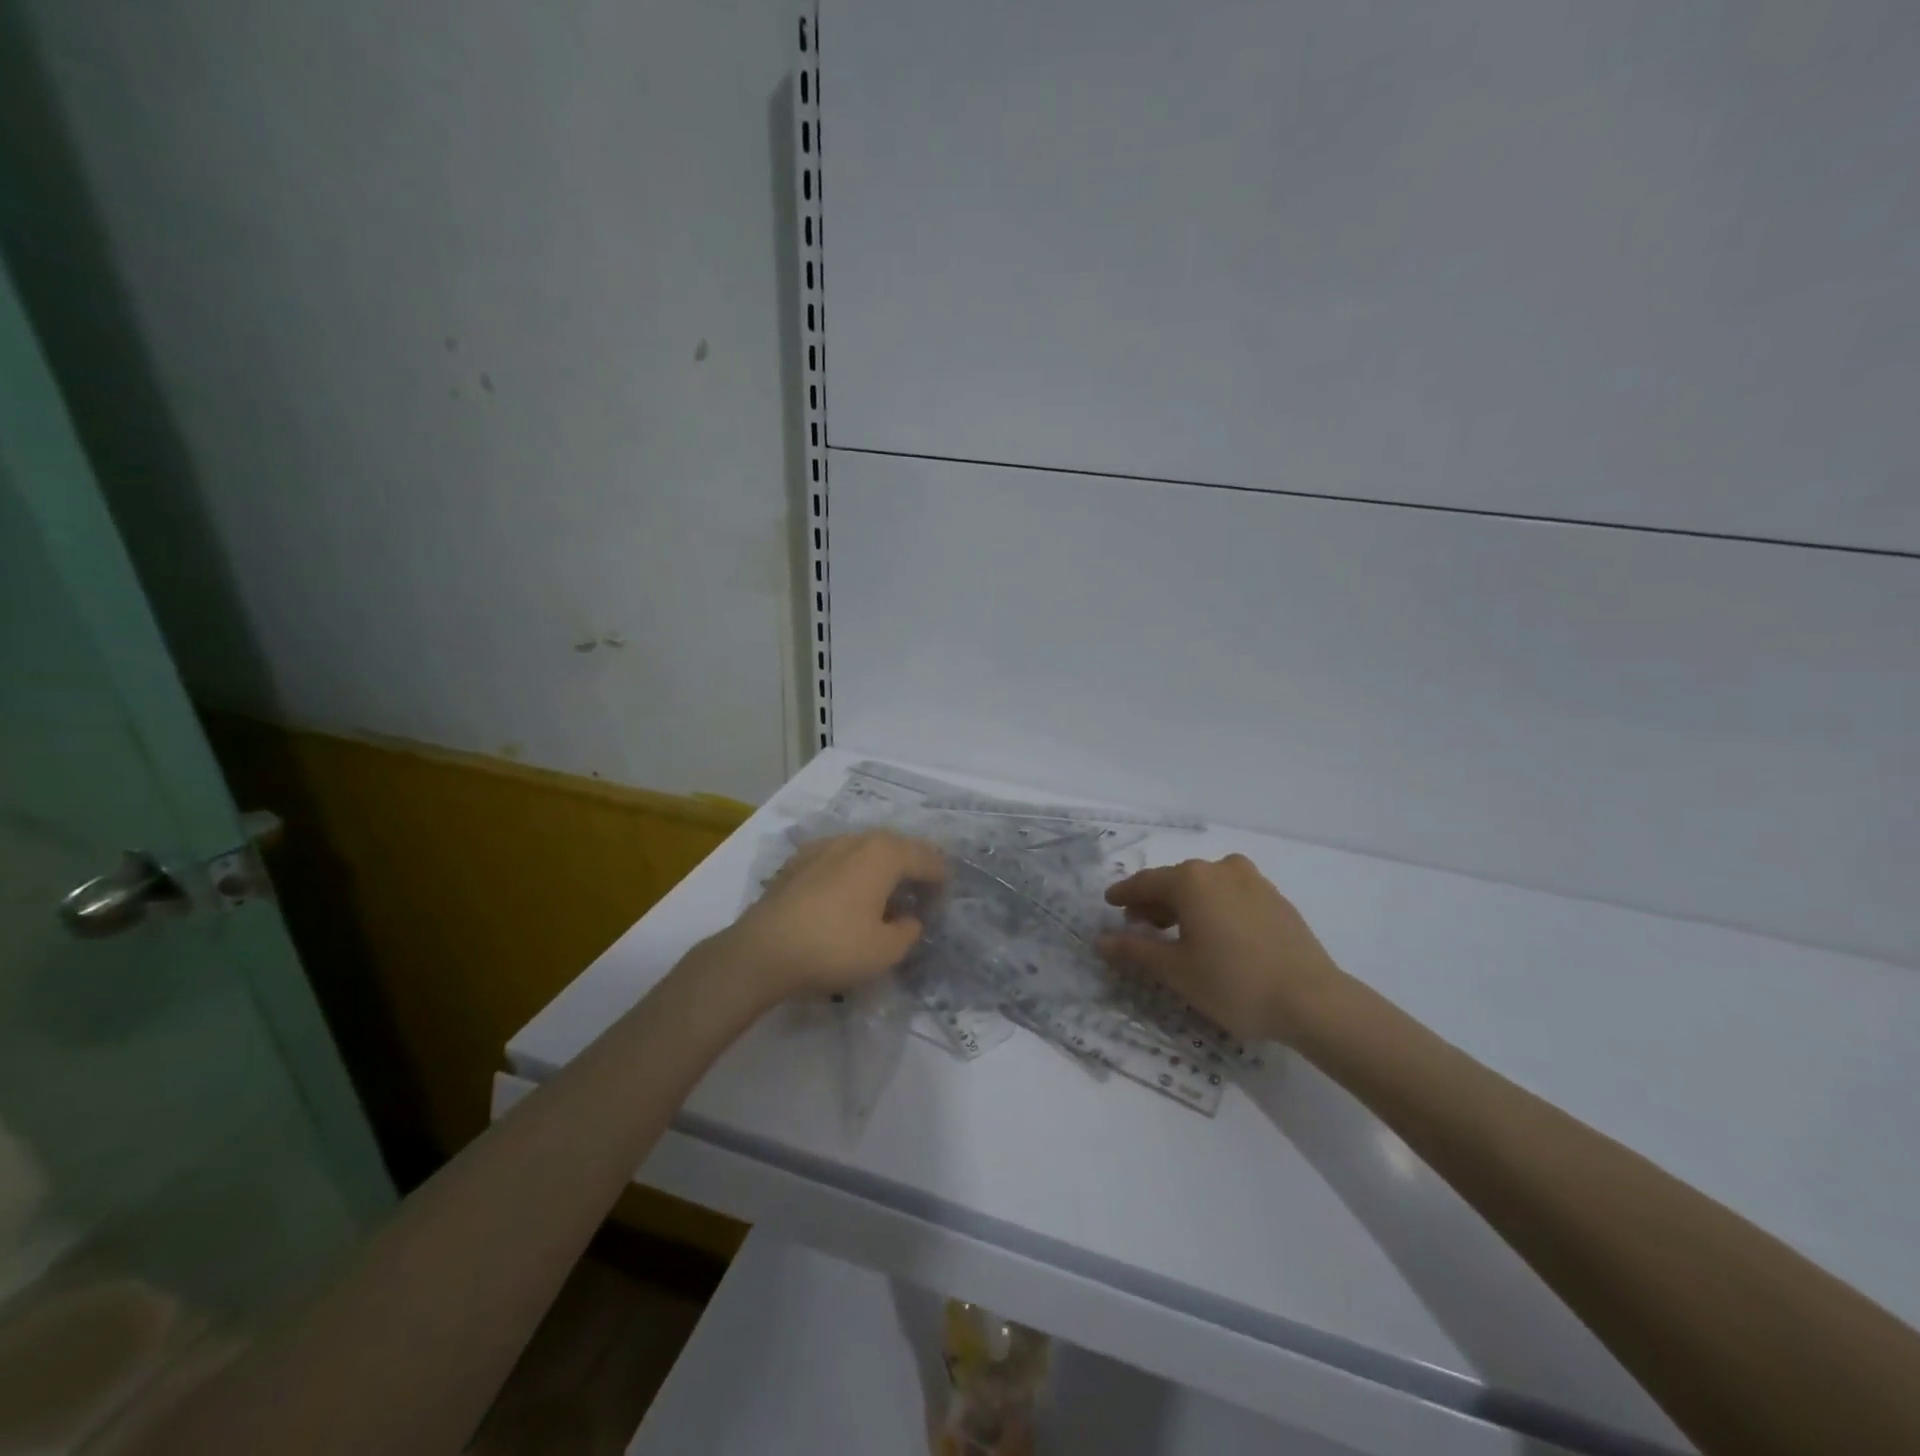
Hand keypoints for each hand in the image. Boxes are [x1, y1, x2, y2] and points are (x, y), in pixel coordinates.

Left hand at [718, 831, 945, 999]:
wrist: (762, 951)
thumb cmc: (833, 947)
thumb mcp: (885, 951)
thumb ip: (909, 931)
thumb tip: (910, 919)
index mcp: (884, 854)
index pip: (927, 859)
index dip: (942, 879)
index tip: (945, 901)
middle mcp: (856, 840)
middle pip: (897, 846)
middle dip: (914, 867)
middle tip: (923, 892)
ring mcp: (823, 846)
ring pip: (866, 849)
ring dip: (882, 867)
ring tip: (887, 894)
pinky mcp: (798, 861)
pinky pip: (839, 858)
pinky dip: (853, 871)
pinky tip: (848, 894)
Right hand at [1098, 854, 1349, 1044]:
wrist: (1313, 1001)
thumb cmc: (1233, 983)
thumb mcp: (1176, 971)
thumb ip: (1135, 951)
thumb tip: (1101, 940)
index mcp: (1191, 879)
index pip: (1145, 882)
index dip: (1123, 894)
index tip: (1108, 903)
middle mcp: (1220, 869)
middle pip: (1175, 881)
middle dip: (1153, 902)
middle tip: (1138, 925)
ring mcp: (1253, 881)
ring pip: (1205, 886)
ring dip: (1184, 904)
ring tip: (1175, 933)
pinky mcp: (1275, 899)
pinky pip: (1231, 895)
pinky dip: (1213, 908)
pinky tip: (1214, 935)